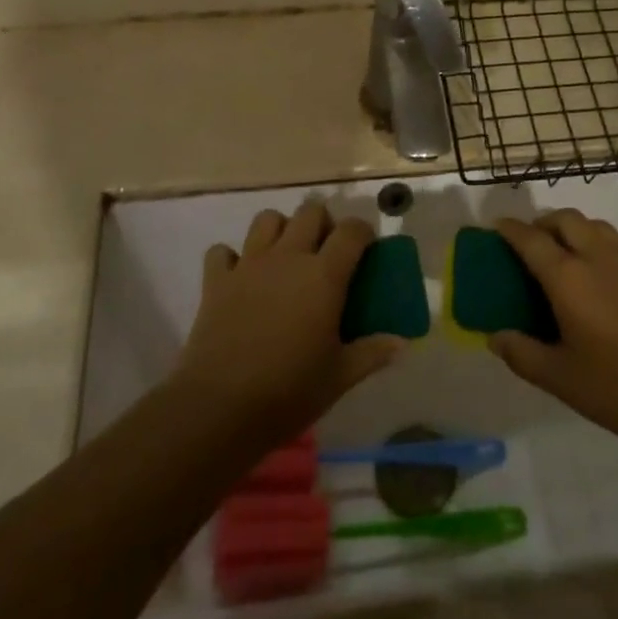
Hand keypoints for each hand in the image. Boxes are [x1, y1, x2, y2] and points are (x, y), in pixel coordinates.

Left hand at [174, 204, 404, 448]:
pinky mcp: (216, 280)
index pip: (352, 231)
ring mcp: (249, 264)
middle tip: (326, 253)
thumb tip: (401, 344)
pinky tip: (240, 279)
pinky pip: (222, 251)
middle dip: (323, 223)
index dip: (363, 233)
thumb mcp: (340, 377)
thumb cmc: (289, 391)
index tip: (367, 250)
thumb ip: (372, 353)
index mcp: (324, 275)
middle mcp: (288, 257)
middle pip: (310, 211)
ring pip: (266, 219)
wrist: (220, 407)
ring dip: (279, 230)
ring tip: (285, 258)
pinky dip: (231, 259)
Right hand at [489, 211, 617, 455]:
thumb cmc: (616, 387)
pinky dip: (596, 244)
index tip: (495, 227)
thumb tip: (495, 336)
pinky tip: (597, 277)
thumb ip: (521, 353)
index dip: (510, 229)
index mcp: (569, 278)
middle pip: (565, 219)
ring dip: (571, 229)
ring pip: (594, 226)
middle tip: (528, 243)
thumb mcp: (559, 378)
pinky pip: (615, 243)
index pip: (531, 239)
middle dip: (542, 223)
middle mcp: (597, 258)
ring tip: (561, 254)